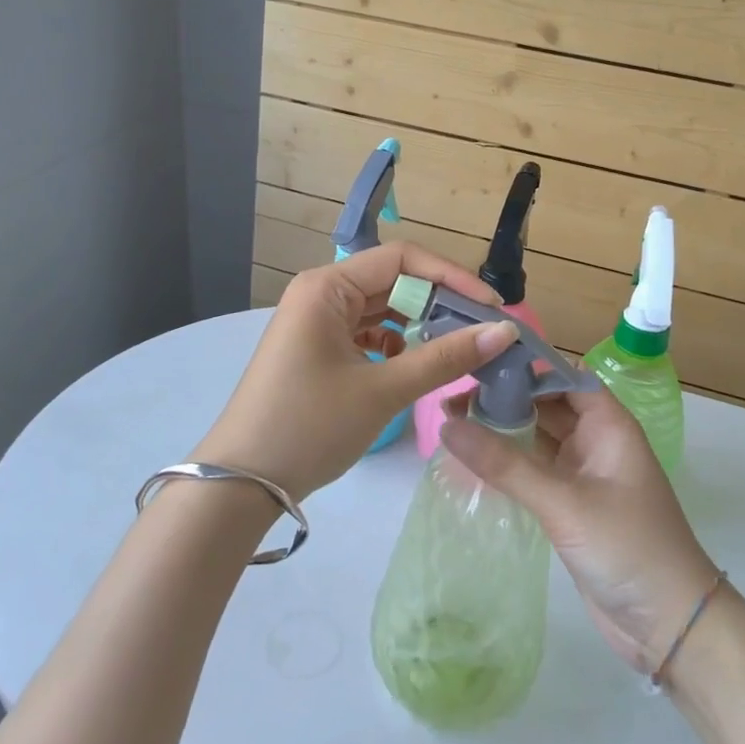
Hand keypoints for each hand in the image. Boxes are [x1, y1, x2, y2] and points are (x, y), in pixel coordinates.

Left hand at [202, 243, 518, 498]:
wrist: (240, 485)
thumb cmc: (309, 427)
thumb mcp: (382, 391)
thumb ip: (445, 358)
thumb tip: (504, 332)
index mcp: (327, 287)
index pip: (402, 259)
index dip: (451, 277)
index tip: (491, 308)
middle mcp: (319, 294)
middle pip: (392, 282)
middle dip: (438, 304)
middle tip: (482, 332)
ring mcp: (315, 323)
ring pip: (381, 310)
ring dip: (419, 326)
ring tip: (457, 350)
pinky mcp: (316, 350)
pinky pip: (366, 334)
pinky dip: (395, 346)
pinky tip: (414, 366)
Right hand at [441, 388, 718, 674]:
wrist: (669, 626)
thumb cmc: (627, 548)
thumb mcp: (564, 503)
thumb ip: (506, 464)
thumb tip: (447, 425)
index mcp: (609, 424)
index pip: (562, 376)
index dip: (524, 365)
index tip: (476, 360)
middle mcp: (596, 440)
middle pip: (546, 404)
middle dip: (504, 396)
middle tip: (450, 393)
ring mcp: (584, 474)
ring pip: (538, 437)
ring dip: (503, 428)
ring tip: (451, 419)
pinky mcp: (571, 504)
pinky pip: (535, 469)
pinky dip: (508, 461)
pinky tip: (474, 458)